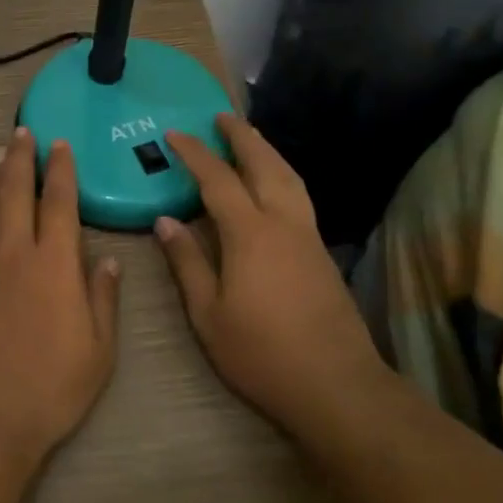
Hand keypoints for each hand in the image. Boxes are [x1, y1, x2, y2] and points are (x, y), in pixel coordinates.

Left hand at [0, 128, 119, 461]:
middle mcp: (15, 252)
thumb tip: (106, 260)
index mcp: (54, 264)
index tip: (61, 144)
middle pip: (17, 191)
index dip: (61, 169)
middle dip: (22, 157)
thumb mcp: (97, 351)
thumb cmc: (49, 388)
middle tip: (23, 131)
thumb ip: (102, 298)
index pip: (59, 202)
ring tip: (0, 152)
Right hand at [158, 115, 385, 437]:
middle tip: (221, 116)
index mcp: (249, 234)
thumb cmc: (262, 353)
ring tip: (251, 137)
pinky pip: (299, 194)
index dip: (195, 153)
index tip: (175, 134)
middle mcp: (283, 222)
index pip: (217, 179)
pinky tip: (276, 183)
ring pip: (289, 176)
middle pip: (264, 164)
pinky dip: (283, 173)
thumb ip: (187, 262)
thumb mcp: (208, 314)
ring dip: (267, 151)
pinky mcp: (323, 252)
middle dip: (241, 137)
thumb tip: (165, 221)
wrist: (337, 386)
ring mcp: (308, 235)